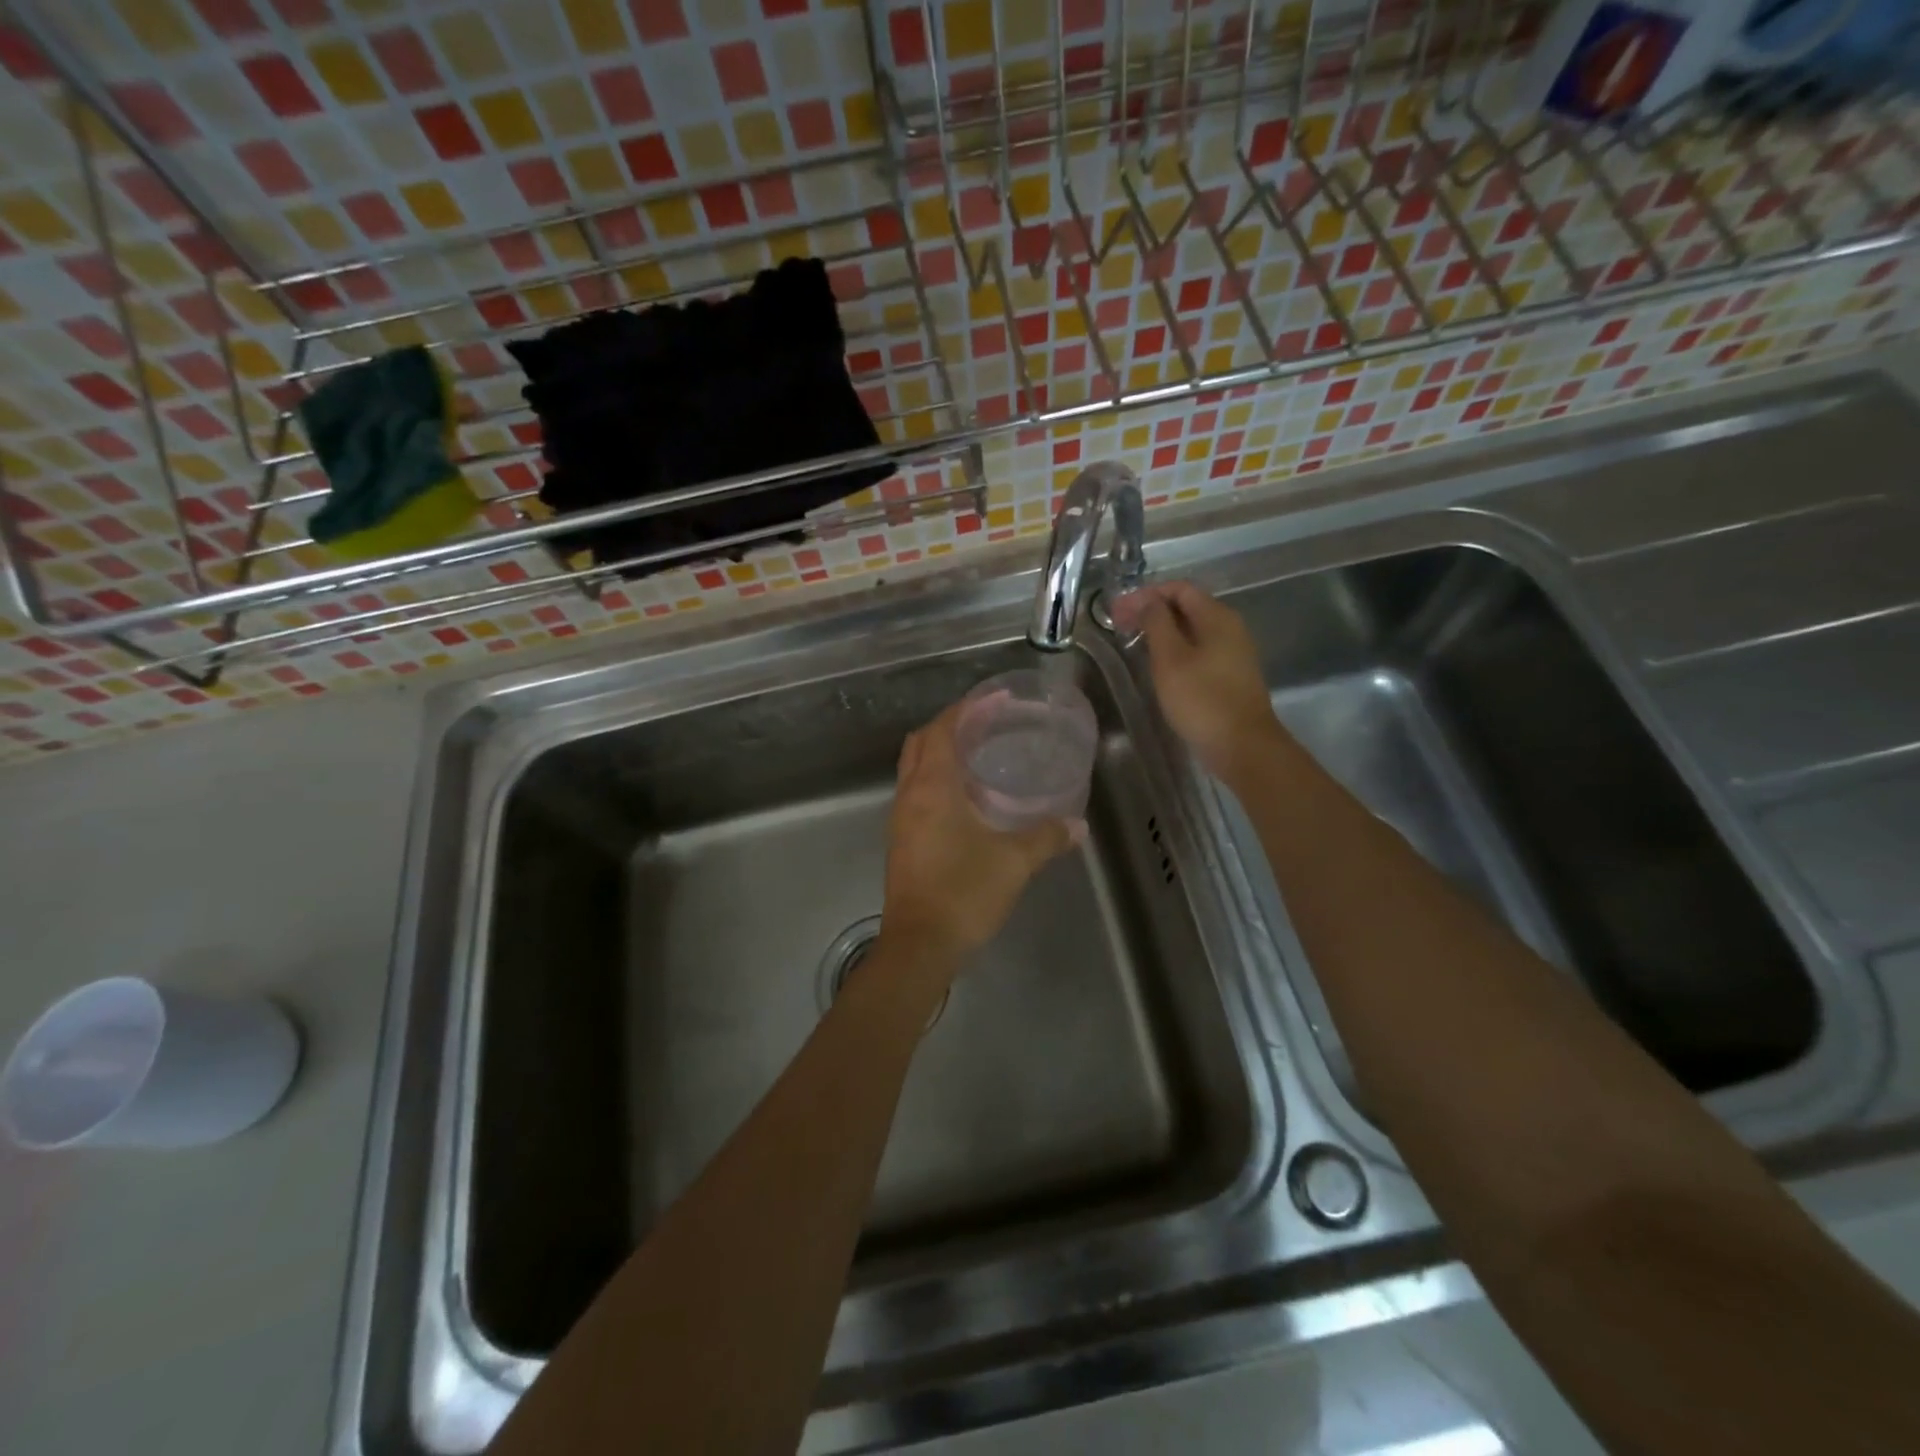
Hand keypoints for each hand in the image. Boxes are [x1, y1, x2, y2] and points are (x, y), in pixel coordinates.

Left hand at [878, 703, 1077, 974]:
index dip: (967, 709)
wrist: (919, 945)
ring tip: (978, 755)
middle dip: (950, 725)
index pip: (942, 729)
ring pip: (914, 768)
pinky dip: (936, 780)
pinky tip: (965, 798)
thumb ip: (1047, 837)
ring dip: (940, 753)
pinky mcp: (902, 841)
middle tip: (987, 724)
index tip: (995, 700)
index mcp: (932, 787)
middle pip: (921, 742)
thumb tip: (1077, 826)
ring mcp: (901, 819)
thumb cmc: (964, 893)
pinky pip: (915, 793)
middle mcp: (909, 795)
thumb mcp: (1014, 862)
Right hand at [1111, 581, 1283, 784]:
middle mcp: (1229, 628)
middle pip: (1187, 606)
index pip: (1179, 588)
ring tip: (1134, 642)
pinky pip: (1198, 649)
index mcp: (1217, 617)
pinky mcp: (1230, 675)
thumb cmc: (1202, 699)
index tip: (1117, 611)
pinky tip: (1158, 664)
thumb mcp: (1170, 658)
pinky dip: (1174, 648)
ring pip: (1192, 629)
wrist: (1242, 746)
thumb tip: (1148, 601)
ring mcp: (1232, 652)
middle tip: (1119, 625)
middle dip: (1151, 611)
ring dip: (1161, 630)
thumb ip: (1157, 623)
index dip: (1145, 594)